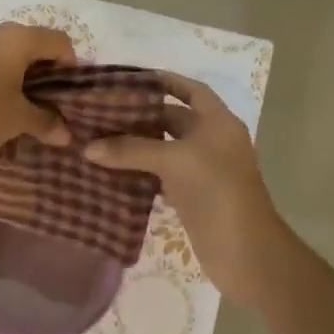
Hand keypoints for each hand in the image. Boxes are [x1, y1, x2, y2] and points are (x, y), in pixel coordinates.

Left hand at [0, 23, 76, 169]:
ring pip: (10, 57)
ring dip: (23, 81)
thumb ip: (46, 122)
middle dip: (48, 76)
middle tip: (54, 107)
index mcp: (16, 38)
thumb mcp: (16, 121)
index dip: (74, 68)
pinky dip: (1, 83)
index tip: (73, 98)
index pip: (60, 42)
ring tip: (27, 113)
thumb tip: (66, 133)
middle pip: (34, 46)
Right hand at [83, 72, 292, 306]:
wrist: (246, 253)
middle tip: (102, 112)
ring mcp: (203, 171)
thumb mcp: (174, 162)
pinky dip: (140, 173)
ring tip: (100, 139)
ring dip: (137, 146)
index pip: (191, 90)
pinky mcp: (193, 197)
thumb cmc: (217, 192)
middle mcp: (212, 141)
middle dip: (141, 115)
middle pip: (174, 119)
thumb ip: (131, 150)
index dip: (165, 81)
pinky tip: (113, 172)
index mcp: (218, 122)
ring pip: (165, 149)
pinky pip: (162, 176)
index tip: (130, 80)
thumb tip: (88, 148)